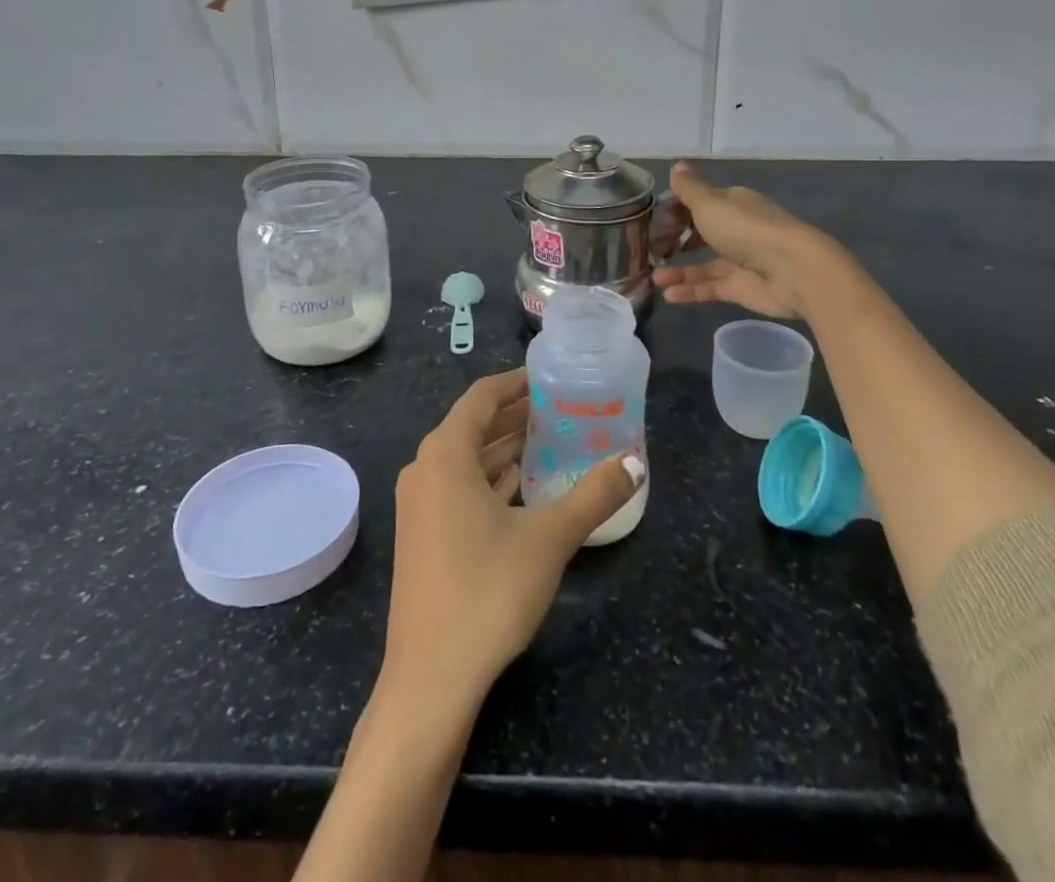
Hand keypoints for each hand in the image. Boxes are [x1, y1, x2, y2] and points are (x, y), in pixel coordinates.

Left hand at [383, 369, 643, 709]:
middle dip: (516, 415)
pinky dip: (490, 478)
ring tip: (550, 440)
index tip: (550, 377)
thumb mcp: (549, 538)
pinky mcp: (422, 534)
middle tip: (561, 409)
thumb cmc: (487, 592)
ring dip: (504, 448)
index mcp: (446, 454)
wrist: (430, 678)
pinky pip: (458, 487)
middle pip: (474, 425)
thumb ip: (594, 495)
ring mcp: (419, 504)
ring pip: (466, 459)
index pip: (482, 396)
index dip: (516, 382)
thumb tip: (636, 461)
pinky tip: (523, 487)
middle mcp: (425, 469)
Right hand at [652, 162, 830, 319]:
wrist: (792, 270)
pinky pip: (711, 288)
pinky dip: (690, 291)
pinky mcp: (741, 288)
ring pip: (703, 265)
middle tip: (651, 250)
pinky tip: (668, 295)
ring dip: (679, 271)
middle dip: (676, 241)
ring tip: (653, 278)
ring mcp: (740, 260)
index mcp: (733, 204)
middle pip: (701, 234)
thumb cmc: (746, 228)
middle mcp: (737, 230)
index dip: (677, 210)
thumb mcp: (709, 204)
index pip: (701, 203)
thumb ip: (689, 189)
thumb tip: (676, 164)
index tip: (654, 220)